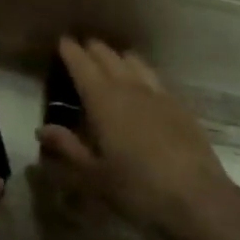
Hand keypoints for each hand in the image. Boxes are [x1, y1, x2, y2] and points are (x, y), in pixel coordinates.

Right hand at [37, 36, 239, 235]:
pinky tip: (143, 83)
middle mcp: (131, 89)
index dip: (71, 52)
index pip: (83, 67)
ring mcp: (159, 96)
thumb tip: (42, 129)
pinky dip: (142, 72)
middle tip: (83, 46)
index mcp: (104, 102)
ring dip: (120, 57)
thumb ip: (67, 147)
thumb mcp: (92, 175)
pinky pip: (156, 78)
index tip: (63, 41)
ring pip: (136, 63)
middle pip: (110, 58)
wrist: (196, 198)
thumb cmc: (136, 188)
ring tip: (112, 57)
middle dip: (94, 50)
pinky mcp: (180, 107)